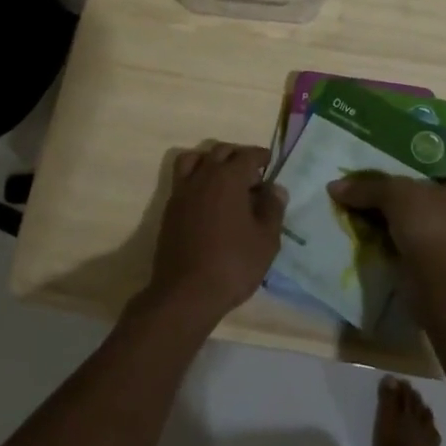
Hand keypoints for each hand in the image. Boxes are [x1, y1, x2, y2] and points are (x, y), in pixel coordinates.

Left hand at [144, 143, 286, 325]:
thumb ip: (273, 209)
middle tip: (252, 173)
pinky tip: (208, 199)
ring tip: (225, 178)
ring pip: (195, 159)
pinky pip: (183, 178)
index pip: (247, 155)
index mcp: (228, 178)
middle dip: (238, 155)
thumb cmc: (233, 264)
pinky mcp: (170, 208)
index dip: (261, 156)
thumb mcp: (266, 240)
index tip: (270, 161)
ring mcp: (182, 191)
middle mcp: (203, 176)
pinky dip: (196, 177)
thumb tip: (275, 188)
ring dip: (212, 160)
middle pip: (220, 151)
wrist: (186, 293)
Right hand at [327, 172, 445, 290]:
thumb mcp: (395, 194)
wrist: (444, 289)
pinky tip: (370, 245)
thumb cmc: (431, 227)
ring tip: (360, 222)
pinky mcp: (441, 273)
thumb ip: (367, 187)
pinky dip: (393, 250)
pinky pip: (411, 253)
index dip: (407, 176)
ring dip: (392, 229)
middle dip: (395, 205)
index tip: (382, 180)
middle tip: (365, 200)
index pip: (435, 177)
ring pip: (415, 230)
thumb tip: (334, 186)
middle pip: (422, 203)